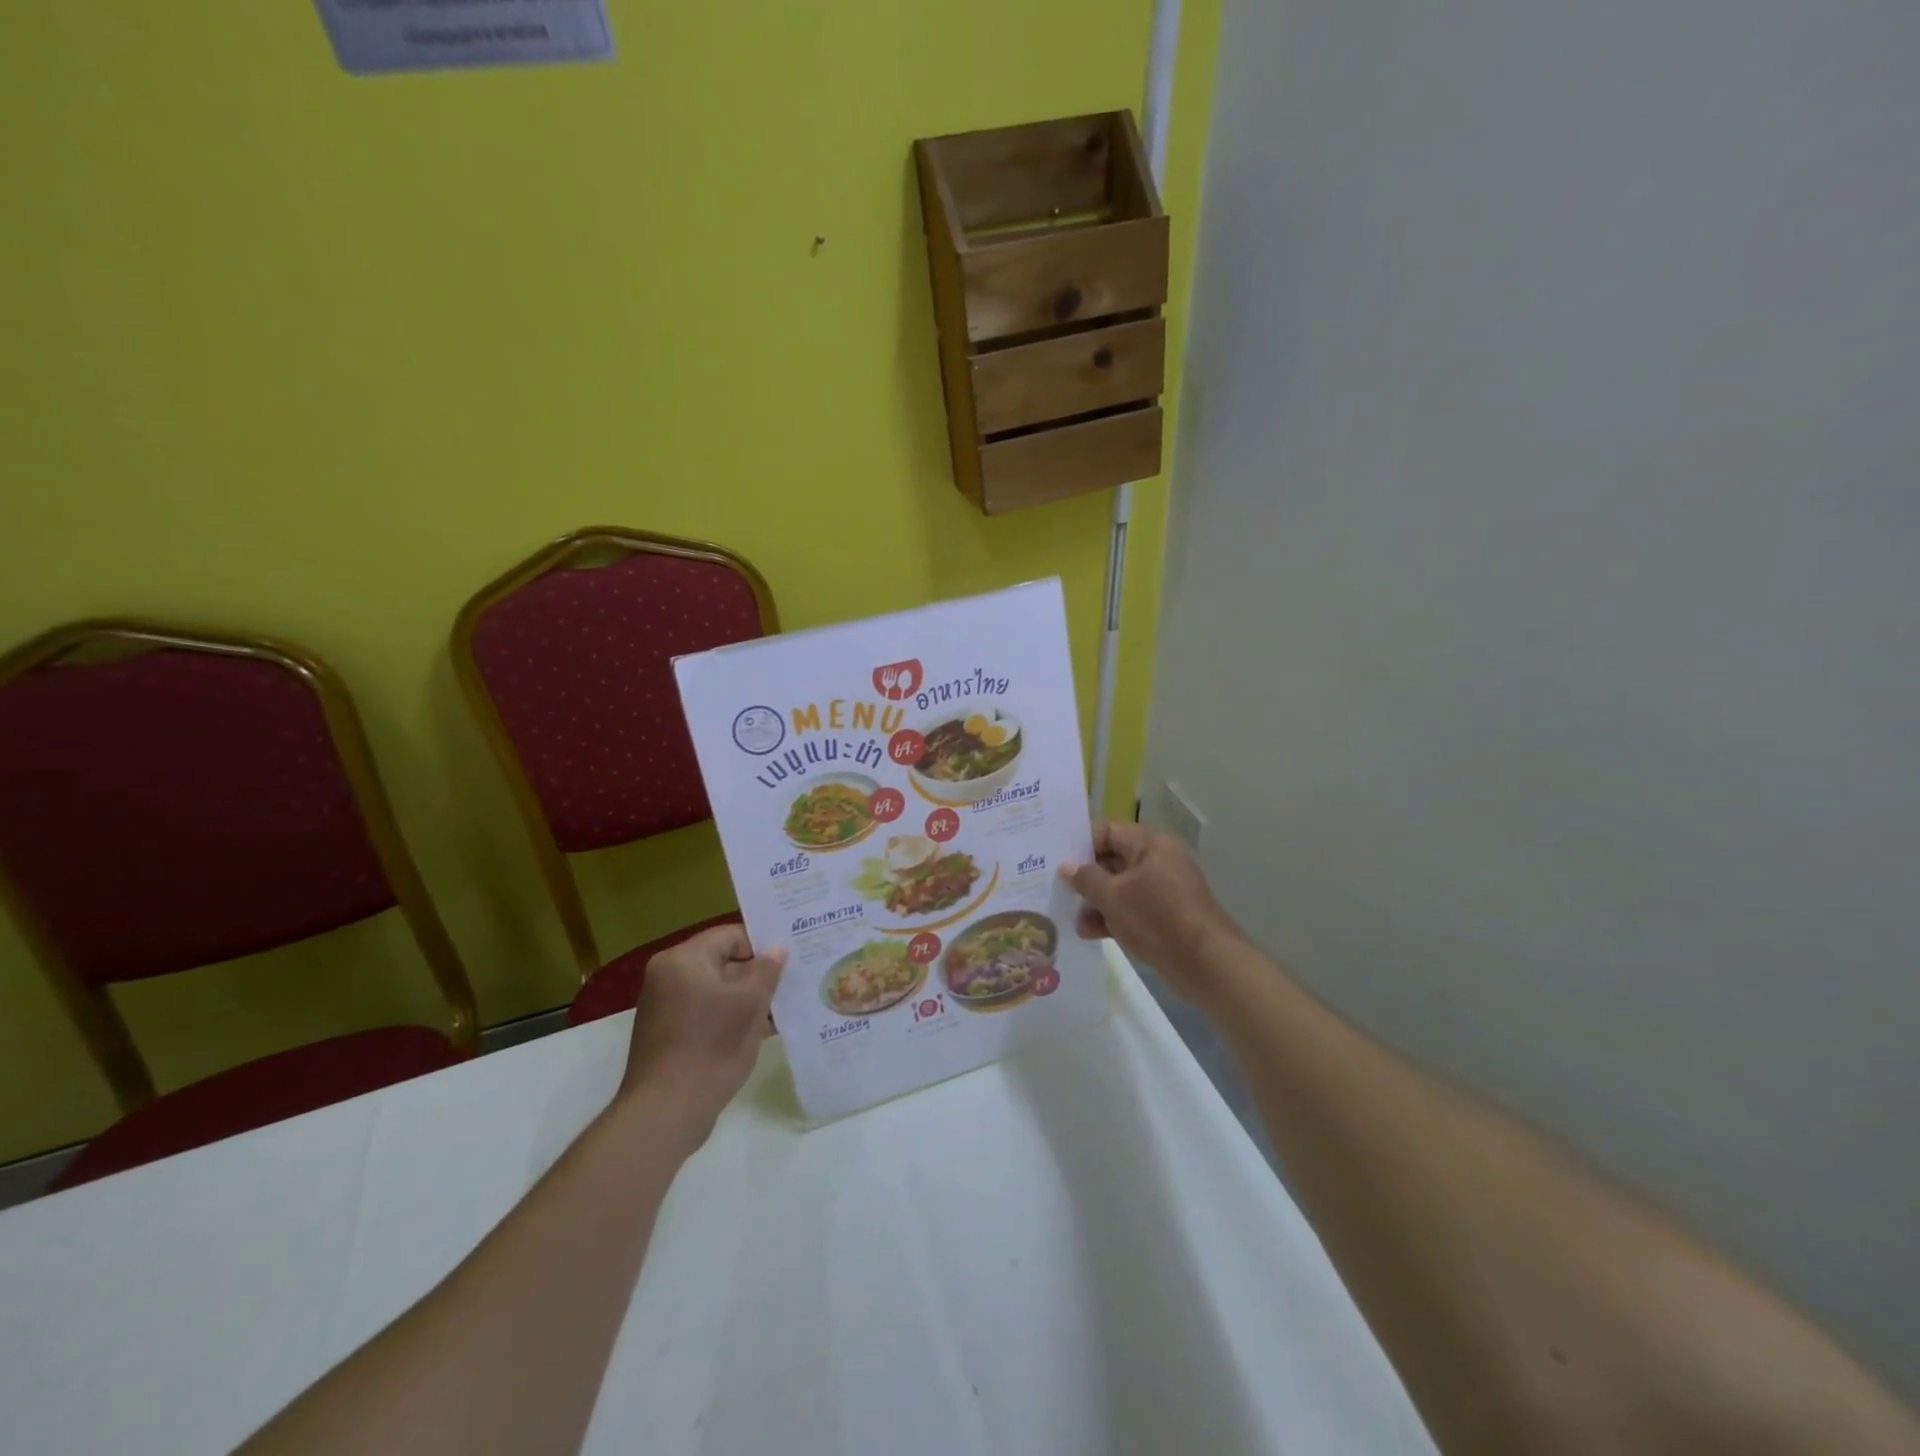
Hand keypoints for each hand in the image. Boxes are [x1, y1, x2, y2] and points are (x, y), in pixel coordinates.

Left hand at [619, 925, 786, 1150]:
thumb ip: (767, 970)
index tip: (790, 962)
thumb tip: (777, 949)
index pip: (731, 935)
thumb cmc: (710, 1047)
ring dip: (745, 999)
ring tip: (780, 1010)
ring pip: (716, 989)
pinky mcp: (667, 1033)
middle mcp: (667, 976)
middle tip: (790, 985)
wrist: (665, 1112)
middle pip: (723, 961)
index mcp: (683, 960)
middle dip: (756, 975)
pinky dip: (729, 1017)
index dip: (762, 946)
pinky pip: (705, 1012)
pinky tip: (758, 1032)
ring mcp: (664, 1006)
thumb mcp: (750, 1004)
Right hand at [1061, 821, 1244, 1007]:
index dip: (1081, 843)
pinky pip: (1132, 908)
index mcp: (1150, 845)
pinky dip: (1112, 917)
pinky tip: (1088, 933)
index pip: (1108, 831)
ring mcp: (1164, 889)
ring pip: (1121, 887)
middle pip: (1113, 859)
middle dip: (1085, 877)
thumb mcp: (1114, 897)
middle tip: (1057, 888)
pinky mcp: (1166, 915)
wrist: (1207, 965)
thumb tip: (1067, 867)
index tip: (1056, 859)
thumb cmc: (1157, 919)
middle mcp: (1158, 861)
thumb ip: (1086, 879)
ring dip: (1096, 902)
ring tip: (1071, 918)